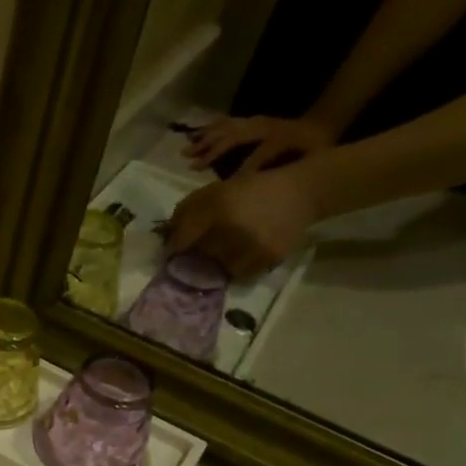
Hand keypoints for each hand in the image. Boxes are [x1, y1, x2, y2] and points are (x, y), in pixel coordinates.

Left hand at [165, 167, 319, 278]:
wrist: (299, 193)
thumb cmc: (248, 191)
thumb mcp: (213, 192)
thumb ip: (185, 213)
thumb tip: (167, 238)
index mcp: (215, 208)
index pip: (181, 241)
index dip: (173, 250)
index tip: (171, 254)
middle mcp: (232, 228)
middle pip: (198, 258)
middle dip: (193, 259)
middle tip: (194, 258)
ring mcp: (251, 245)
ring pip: (218, 270)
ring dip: (214, 267)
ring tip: (218, 258)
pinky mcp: (268, 257)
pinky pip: (241, 275)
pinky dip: (235, 270)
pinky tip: (238, 259)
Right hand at [183, 115, 336, 175]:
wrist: (324, 123)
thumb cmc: (314, 149)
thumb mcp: (308, 162)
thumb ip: (284, 172)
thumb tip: (258, 183)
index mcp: (280, 138)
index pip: (257, 155)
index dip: (241, 171)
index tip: (223, 188)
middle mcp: (264, 127)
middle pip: (234, 137)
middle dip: (212, 151)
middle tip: (192, 165)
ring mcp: (256, 122)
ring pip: (227, 128)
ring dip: (206, 139)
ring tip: (187, 150)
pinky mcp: (252, 121)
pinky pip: (227, 122)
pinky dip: (210, 128)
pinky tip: (196, 133)